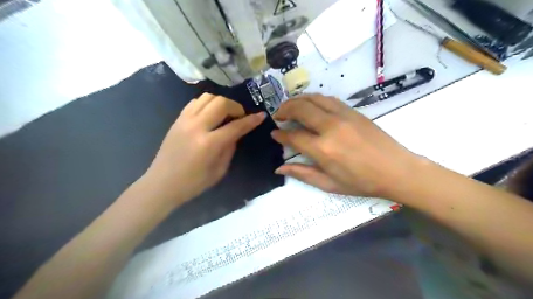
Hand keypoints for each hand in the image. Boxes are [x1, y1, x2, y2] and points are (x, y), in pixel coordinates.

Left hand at [145, 94, 264, 204]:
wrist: (162, 184)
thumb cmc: (193, 183)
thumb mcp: (219, 170)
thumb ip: (230, 148)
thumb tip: (236, 132)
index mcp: (209, 144)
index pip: (236, 126)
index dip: (251, 120)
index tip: (261, 116)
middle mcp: (196, 127)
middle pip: (221, 103)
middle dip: (236, 107)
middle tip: (240, 117)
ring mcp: (184, 120)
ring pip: (207, 97)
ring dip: (221, 102)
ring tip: (226, 115)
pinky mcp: (178, 119)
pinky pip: (195, 102)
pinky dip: (207, 103)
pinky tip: (211, 114)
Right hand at [272, 94, 417, 197]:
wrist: (396, 170)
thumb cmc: (361, 182)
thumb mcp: (329, 184)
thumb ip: (302, 173)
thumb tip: (279, 167)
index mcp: (323, 149)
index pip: (293, 136)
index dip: (280, 134)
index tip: (274, 133)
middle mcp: (330, 127)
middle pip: (300, 109)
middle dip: (284, 110)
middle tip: (277, 116)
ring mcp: (342, 116)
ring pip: (313, 98)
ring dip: (297, 100)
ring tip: (290, 107)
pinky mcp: (353, 111)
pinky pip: (328, 99)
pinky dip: (314, 99)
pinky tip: (310, 105)